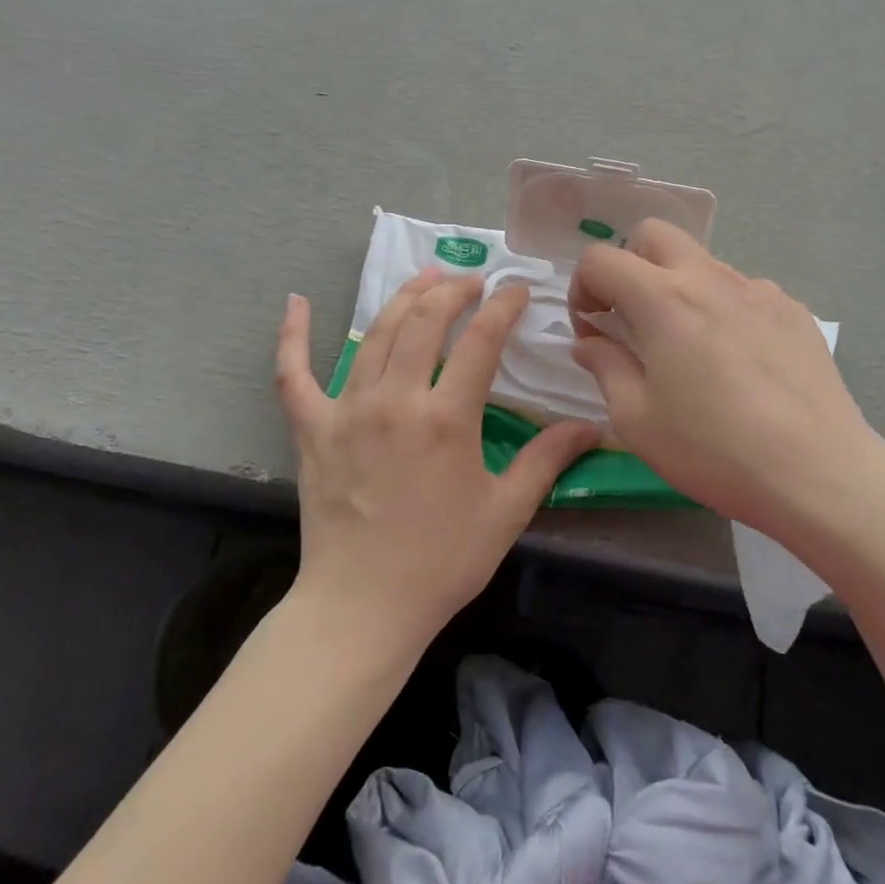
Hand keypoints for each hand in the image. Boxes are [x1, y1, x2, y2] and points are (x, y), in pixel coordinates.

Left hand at [275, 269, 599, 653]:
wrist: (362, 607)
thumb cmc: (442, 562)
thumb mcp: (506, 512)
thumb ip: (547, 460)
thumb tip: (592, 425)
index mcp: (447, 419)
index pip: (482, 340)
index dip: (503, 307)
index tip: (517, 291)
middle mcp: (396, 400)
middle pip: (426, 321)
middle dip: (453, 290)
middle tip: (472, 281)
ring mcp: (347, 410)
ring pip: (377, 334)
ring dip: (404, 297)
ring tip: (426, 276)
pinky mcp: (311, 428)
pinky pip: (294, 374)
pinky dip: (292, 336)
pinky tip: (296, 302)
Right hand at [568, 221, 884, 543]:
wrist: (818, 473)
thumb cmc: (713, 449)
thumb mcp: (637, 419)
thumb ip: (605, 367)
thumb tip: (590, 341)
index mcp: (662, 298)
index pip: (601, 259)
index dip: (582, 288)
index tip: (592, 330)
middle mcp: (708, 278)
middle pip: (654, 234)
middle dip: (629, 265)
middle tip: (631, 319)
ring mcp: (757, 289)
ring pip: (701, 263)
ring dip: (678, 289)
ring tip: (689, 350)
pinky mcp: (792, 310)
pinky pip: (743, 292)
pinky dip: (723, 310)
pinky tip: (738, 363)